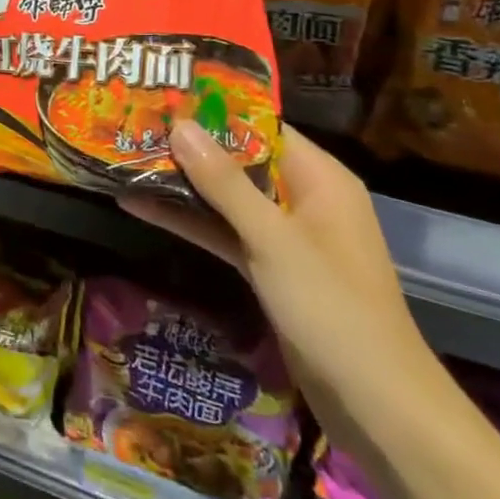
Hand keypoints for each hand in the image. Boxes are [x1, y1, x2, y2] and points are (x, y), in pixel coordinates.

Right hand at [119, 122, 444, 454]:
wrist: (375, 405)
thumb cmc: (332, 307)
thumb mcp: (272, 238)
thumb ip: (224, 181)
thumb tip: (179, 124)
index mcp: (319, 178)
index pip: (262, 126)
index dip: (214, 109)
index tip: (164, 93)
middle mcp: (303, 198)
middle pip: (239, 160)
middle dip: (189, 146)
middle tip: (132, 121)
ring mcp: (284, 236)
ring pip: (226, 198)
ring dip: (181, 183)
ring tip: (124, 157)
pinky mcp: (269, 269)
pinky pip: (223, 232)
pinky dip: (189, 221)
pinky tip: (139, 206)